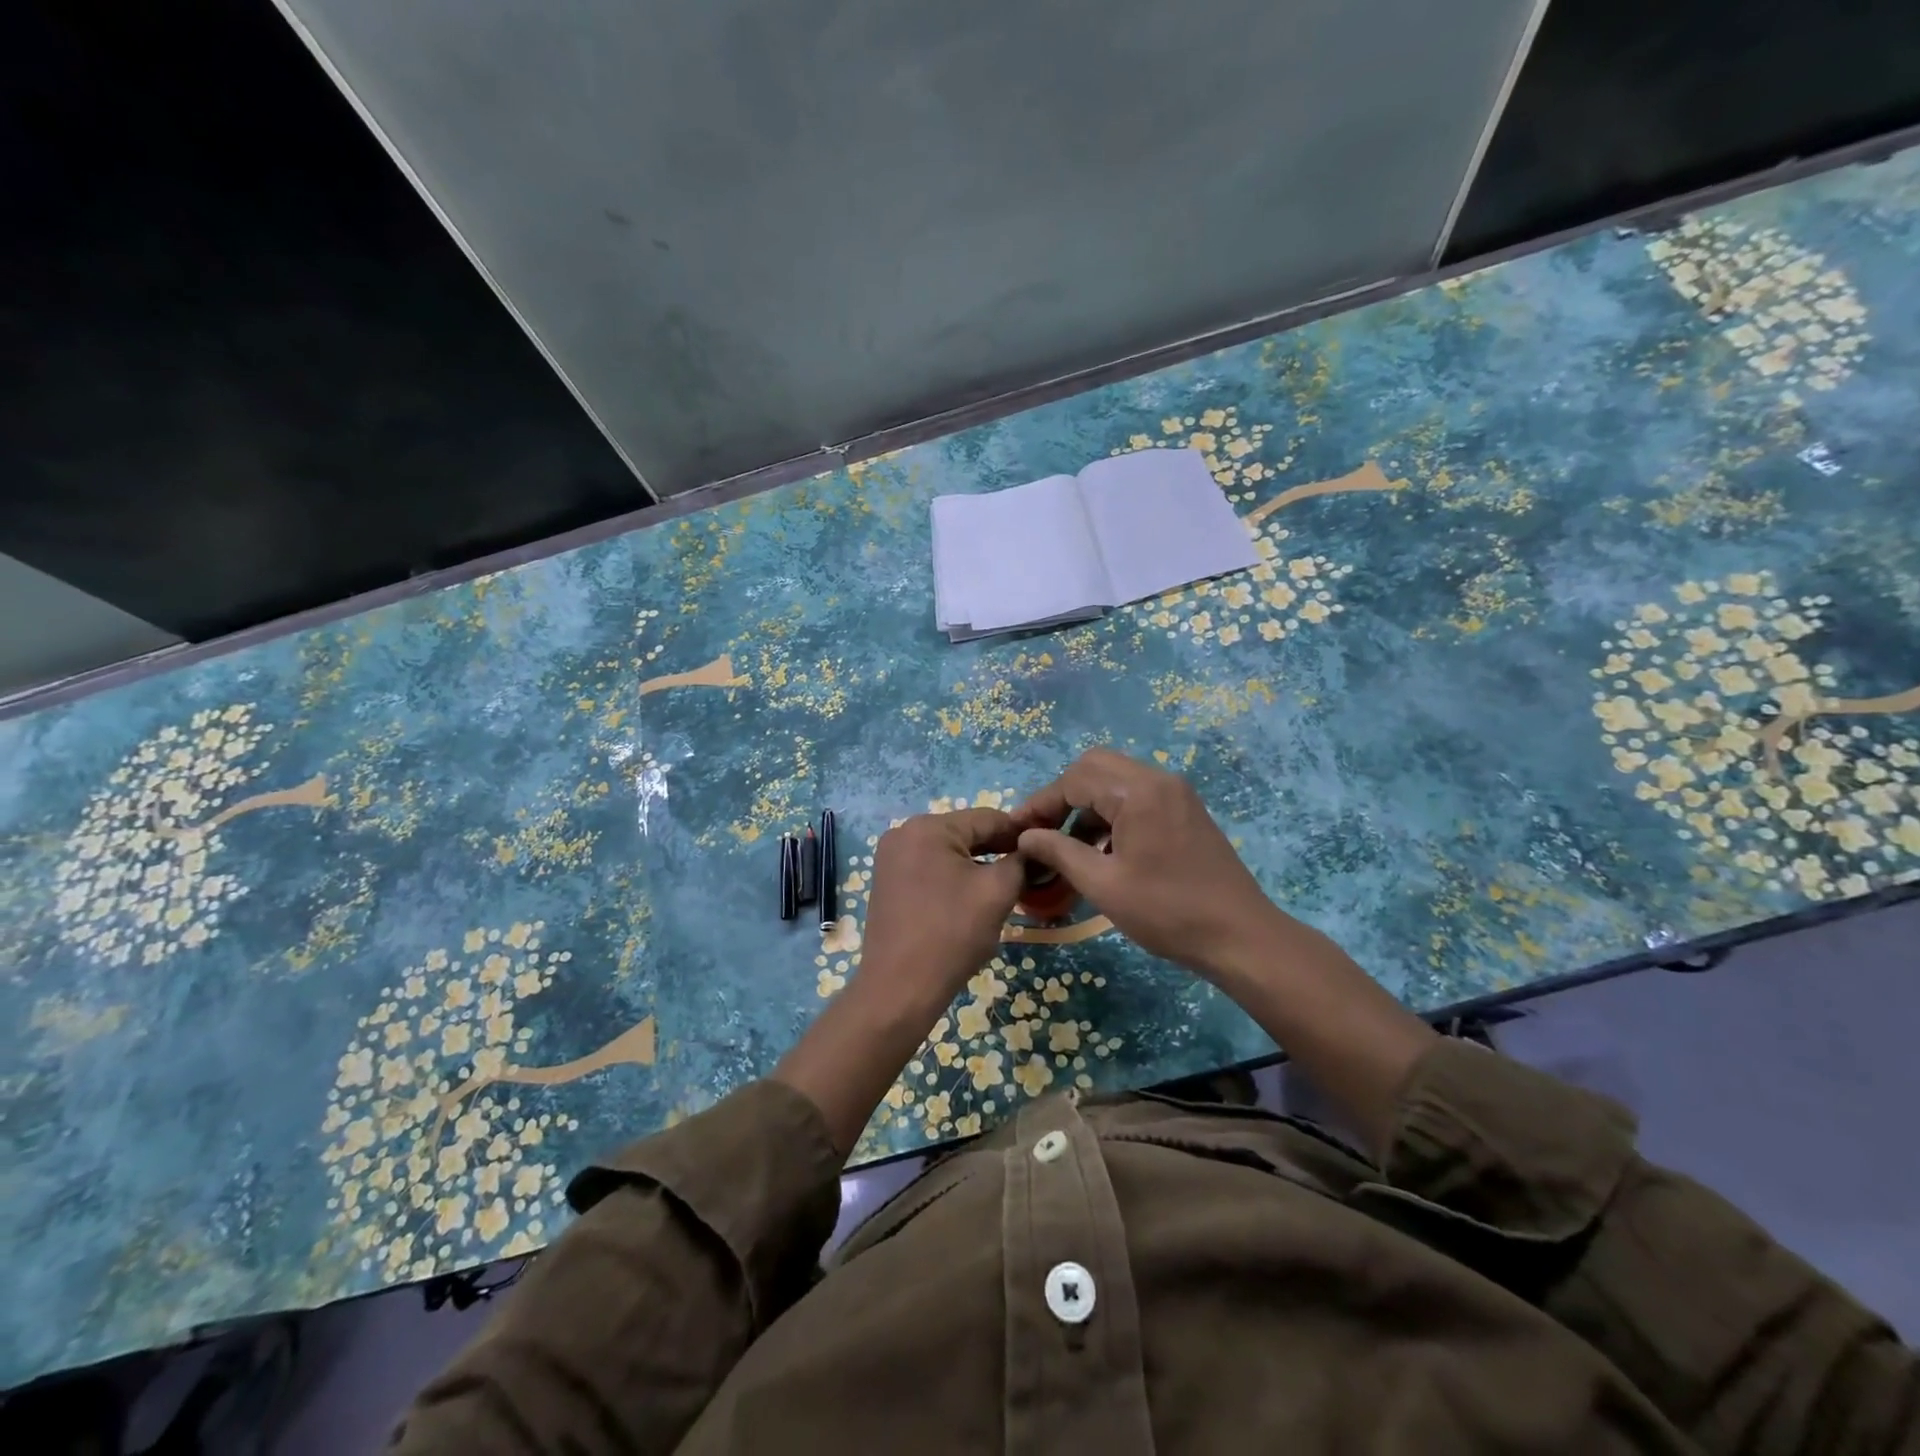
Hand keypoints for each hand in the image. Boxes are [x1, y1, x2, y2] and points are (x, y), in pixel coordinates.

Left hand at [858, 808, 1025, 1014]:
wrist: (899, 988)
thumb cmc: (951, 934)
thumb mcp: (997, 892)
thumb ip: (1020, 862)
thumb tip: (1033, 851)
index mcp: (928, 827)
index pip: (987, 818)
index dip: (1020, 834)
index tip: (1046, 851)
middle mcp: (903, 833)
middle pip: (965, 833)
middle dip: (998, 851)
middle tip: (1029, 873)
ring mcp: (890, 858)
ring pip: (948, 852)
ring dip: (977, 865)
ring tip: (1004, 888)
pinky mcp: (888, 881)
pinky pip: (930, 868)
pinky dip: (954, 877)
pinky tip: (972, 898)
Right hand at [1010, 748, 1285, 982]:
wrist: (1241, 936)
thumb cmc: (1167, 912)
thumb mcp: (1103, 885)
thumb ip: (1059, 852)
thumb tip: (1025, 836)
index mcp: (1138, 792)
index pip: (1074, 779)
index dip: (1040, 803)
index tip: (1016, 831)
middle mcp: (1158, 780)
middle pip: (1094, 768)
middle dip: (1062, 796)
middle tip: (1042, 832)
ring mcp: (1175, 793)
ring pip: (1115, 781)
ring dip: (1086, 806)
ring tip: (1066, 846)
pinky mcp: (1184, 810)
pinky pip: (1136, 797)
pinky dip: (1111, 814)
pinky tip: (1100, 850)